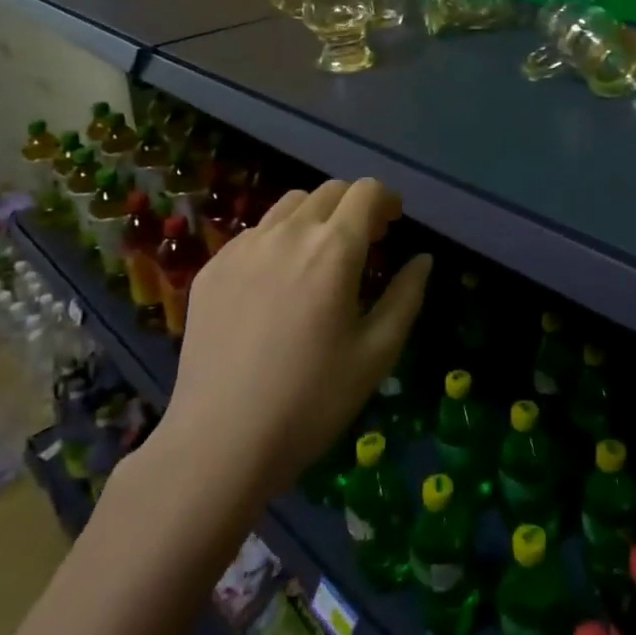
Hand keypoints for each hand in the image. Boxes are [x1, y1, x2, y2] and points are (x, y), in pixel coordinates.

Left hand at [161, 178, 430, 497]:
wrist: (220, 443)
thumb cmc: (311, 401)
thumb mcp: (377, 354)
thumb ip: (406, 296)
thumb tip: (422, 260)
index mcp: (333, 249)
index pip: (366, 192)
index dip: (387, 200)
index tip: (393, 224)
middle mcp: (287, 234)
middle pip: (329, 191)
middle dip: (354, 206)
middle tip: (365, 241)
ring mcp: (243, 248)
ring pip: (289, 205)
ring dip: (316, 216)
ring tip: (320, 256)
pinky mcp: (212, 269)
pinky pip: (255, 234)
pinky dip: (278, 239)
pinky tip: (278, 282)